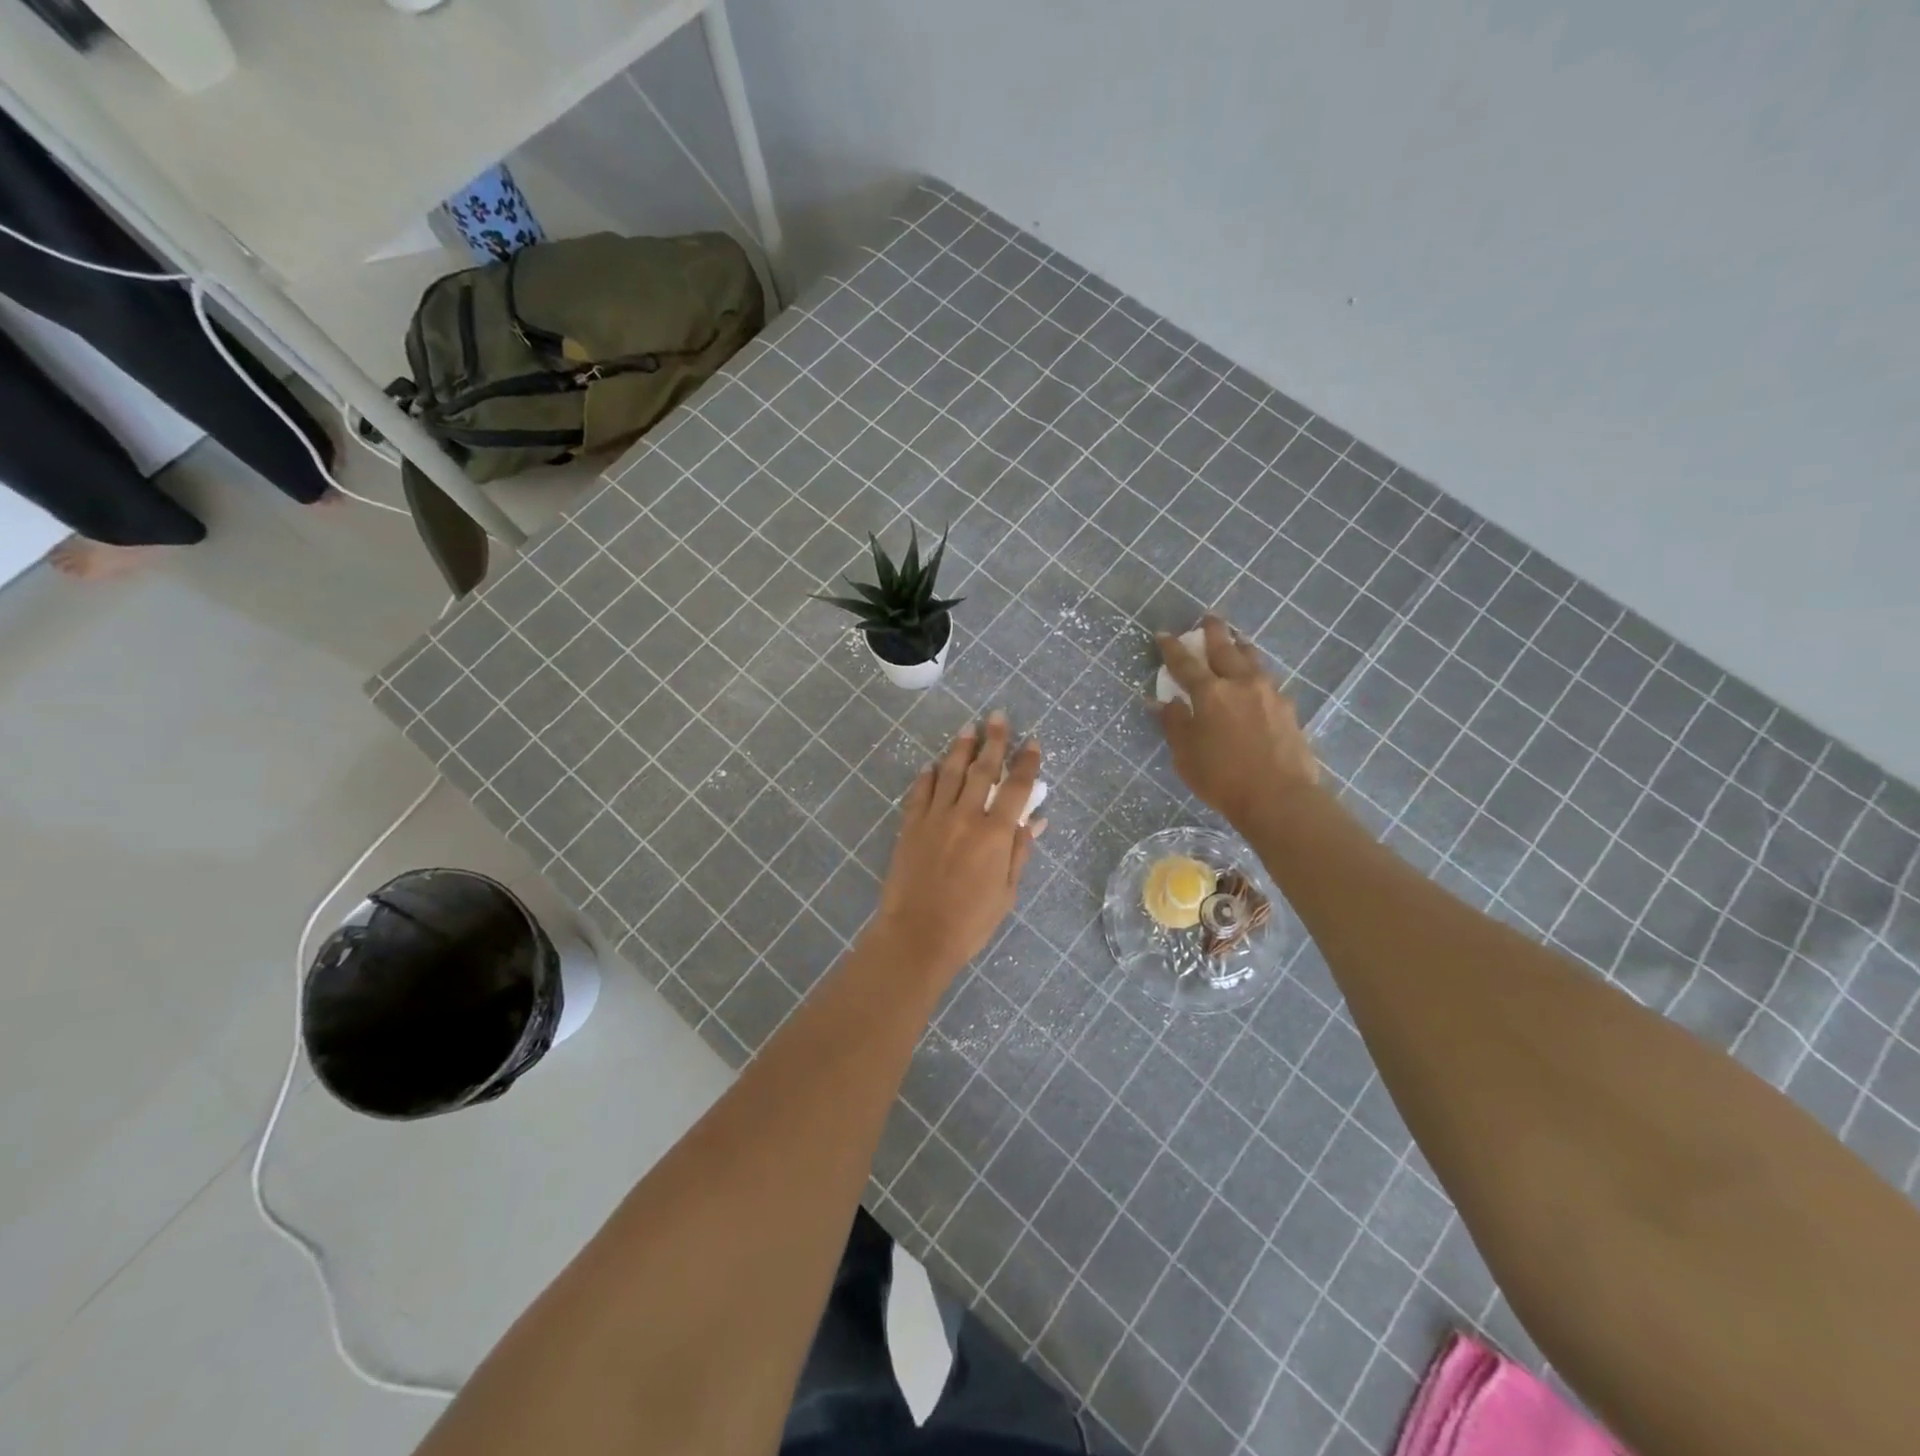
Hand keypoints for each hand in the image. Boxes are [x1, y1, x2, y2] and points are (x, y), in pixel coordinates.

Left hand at [869, 712, 1045, 979]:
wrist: (917, 935)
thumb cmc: (970, 921)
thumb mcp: (1007, 892)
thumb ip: (1020, 851)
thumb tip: (1036, 820)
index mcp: (996, 833)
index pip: (1017, 787)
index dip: (1027, 762)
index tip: (1033, 742)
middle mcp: (966, 816)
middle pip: (983, 769)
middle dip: (994, 740)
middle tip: (998, 716)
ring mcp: (935, 817)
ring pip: (950, 773)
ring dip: (961, 749)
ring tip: (968, 728)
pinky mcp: (910, 825)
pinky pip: (920, 792)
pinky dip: (927, 776)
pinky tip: (932, 765)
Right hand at [1151, 616, 1319, 829]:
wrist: (1279, 797)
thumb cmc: (1222, 778)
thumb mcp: (1186, 755)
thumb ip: (1174, 724)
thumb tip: (1162, 702)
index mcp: (1210, 693)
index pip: (1185, 662)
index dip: (1172, 647)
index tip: (1163, 634)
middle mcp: (1240, 683)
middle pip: (1225, 648)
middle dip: (1213, 631)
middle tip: (1208, 618)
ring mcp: (1269, 693)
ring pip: (1252, 658)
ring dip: (1239, 646)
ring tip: (1235, 640)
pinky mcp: (1288, 708)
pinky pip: (1267, 679)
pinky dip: (1256, 672)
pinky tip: (1255, 679)